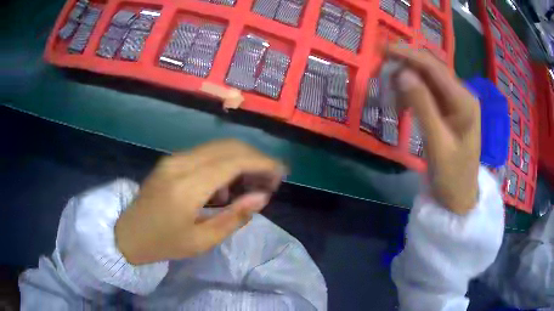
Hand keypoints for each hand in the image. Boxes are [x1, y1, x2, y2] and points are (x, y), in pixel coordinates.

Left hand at [115, 140, 285, 264]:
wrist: (128, 233)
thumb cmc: (163, 243)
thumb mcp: (201, 241)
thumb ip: (234, 217)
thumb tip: (262, 196)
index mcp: (187, 186)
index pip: (233, 161)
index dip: (262, 163)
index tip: (281, 172)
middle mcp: (181, 163)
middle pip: (228, 147)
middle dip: (255, 158)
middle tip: (270, 179)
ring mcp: (174, 159)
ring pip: (218, 147)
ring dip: (241, 159)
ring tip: (252, 183)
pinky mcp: (171, 160)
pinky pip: (205, 154)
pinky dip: (224, 163)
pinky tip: (225, 187)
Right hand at [387, 45, 480, 214]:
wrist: (459, 199)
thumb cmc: (452, 176)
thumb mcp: (437, 144)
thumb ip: (422, 107)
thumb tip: (401, 73)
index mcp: (464, 100)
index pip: (434, 67)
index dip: (409, 55)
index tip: (383, 49)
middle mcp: (462, 95)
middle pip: (431, 70)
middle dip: (406, 66)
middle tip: (382, 70)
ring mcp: (456, 103)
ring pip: (428, 81)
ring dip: (408, 81)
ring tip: (390, 92)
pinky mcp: (449, 111)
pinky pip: (428, 95)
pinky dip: (413, 95)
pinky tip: (402, 103)